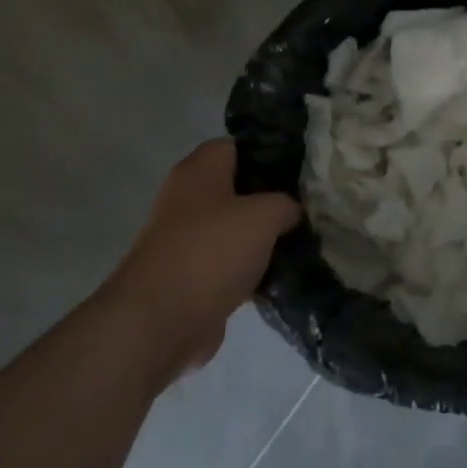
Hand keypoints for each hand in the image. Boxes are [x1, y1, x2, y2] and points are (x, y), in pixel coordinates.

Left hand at [114, 139, 298, 372]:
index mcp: (200, 170)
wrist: (159, 322)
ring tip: (301, 240)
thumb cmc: (211, 251)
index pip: (239, 145)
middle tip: (307, 206)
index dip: (270, 153)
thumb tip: (291, 211)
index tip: (302, 169)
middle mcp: (188, 198)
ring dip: (262, 237)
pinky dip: (250, 268)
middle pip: (239, 188)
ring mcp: (186, 238)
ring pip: (235, 227)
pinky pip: (229, 262)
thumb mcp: (264, 215)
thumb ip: (286, 204)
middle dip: (271, 198)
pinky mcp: (189, 276)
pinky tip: (281, 274)